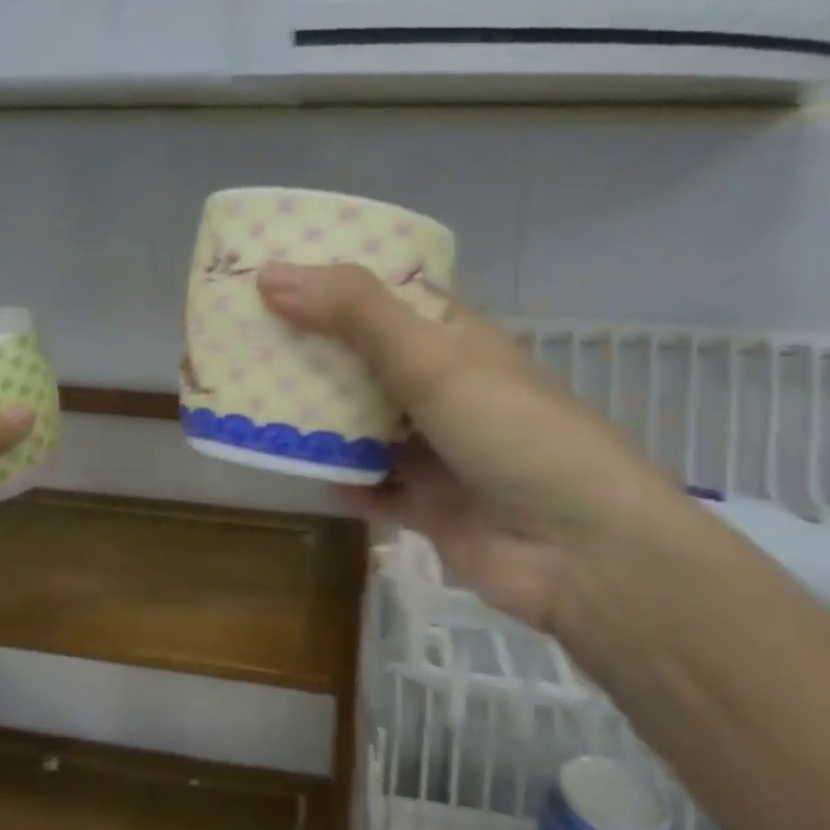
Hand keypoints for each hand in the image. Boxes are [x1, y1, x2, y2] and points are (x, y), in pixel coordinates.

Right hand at [258, 262, 707, 637]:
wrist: (584, 556)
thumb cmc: (515, 433)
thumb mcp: (433, 360)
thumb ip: (355, 314)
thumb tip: (271, 274)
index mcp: (456, 340)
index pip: (390, 296)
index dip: (337, 282)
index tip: (276, 273)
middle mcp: (446, 389)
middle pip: (368, 360)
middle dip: (314, 351)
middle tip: (246, 335)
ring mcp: (438, 450)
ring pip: (365, 424)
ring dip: (320, 416)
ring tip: (253, 397)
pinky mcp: (429, 507)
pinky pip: (372, 487)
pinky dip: (340, 478)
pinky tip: (294, 468)